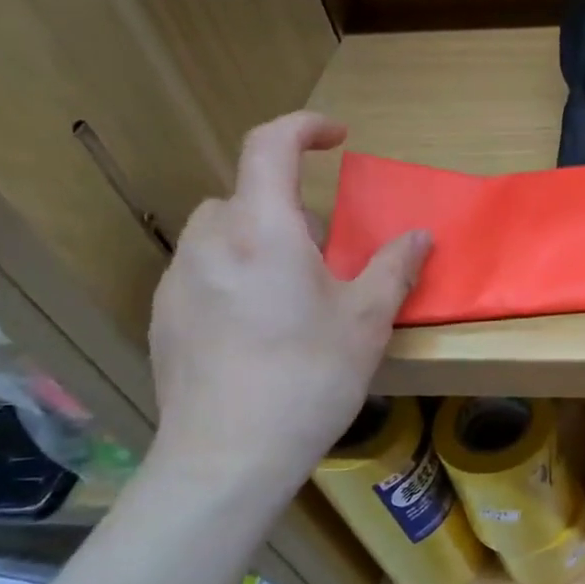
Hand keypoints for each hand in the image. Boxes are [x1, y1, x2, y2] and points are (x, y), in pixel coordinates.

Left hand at [148, 112, 430, 497]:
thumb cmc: (309, 377)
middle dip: (288, 209)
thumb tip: (420, 236)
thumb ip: (395, 268)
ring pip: (221, 235)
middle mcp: (210, 243)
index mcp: (262, 231)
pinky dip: (234, 277)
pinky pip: (202, 273)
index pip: (270, 146)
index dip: (304, 127)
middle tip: (327, 254)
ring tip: (292, 295)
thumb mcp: (368, 321)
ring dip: (258, 243)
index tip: (337, 137)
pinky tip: (258, 332)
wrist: (228, 456)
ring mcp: (178, 281)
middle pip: (245, 196)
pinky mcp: (164, 318)